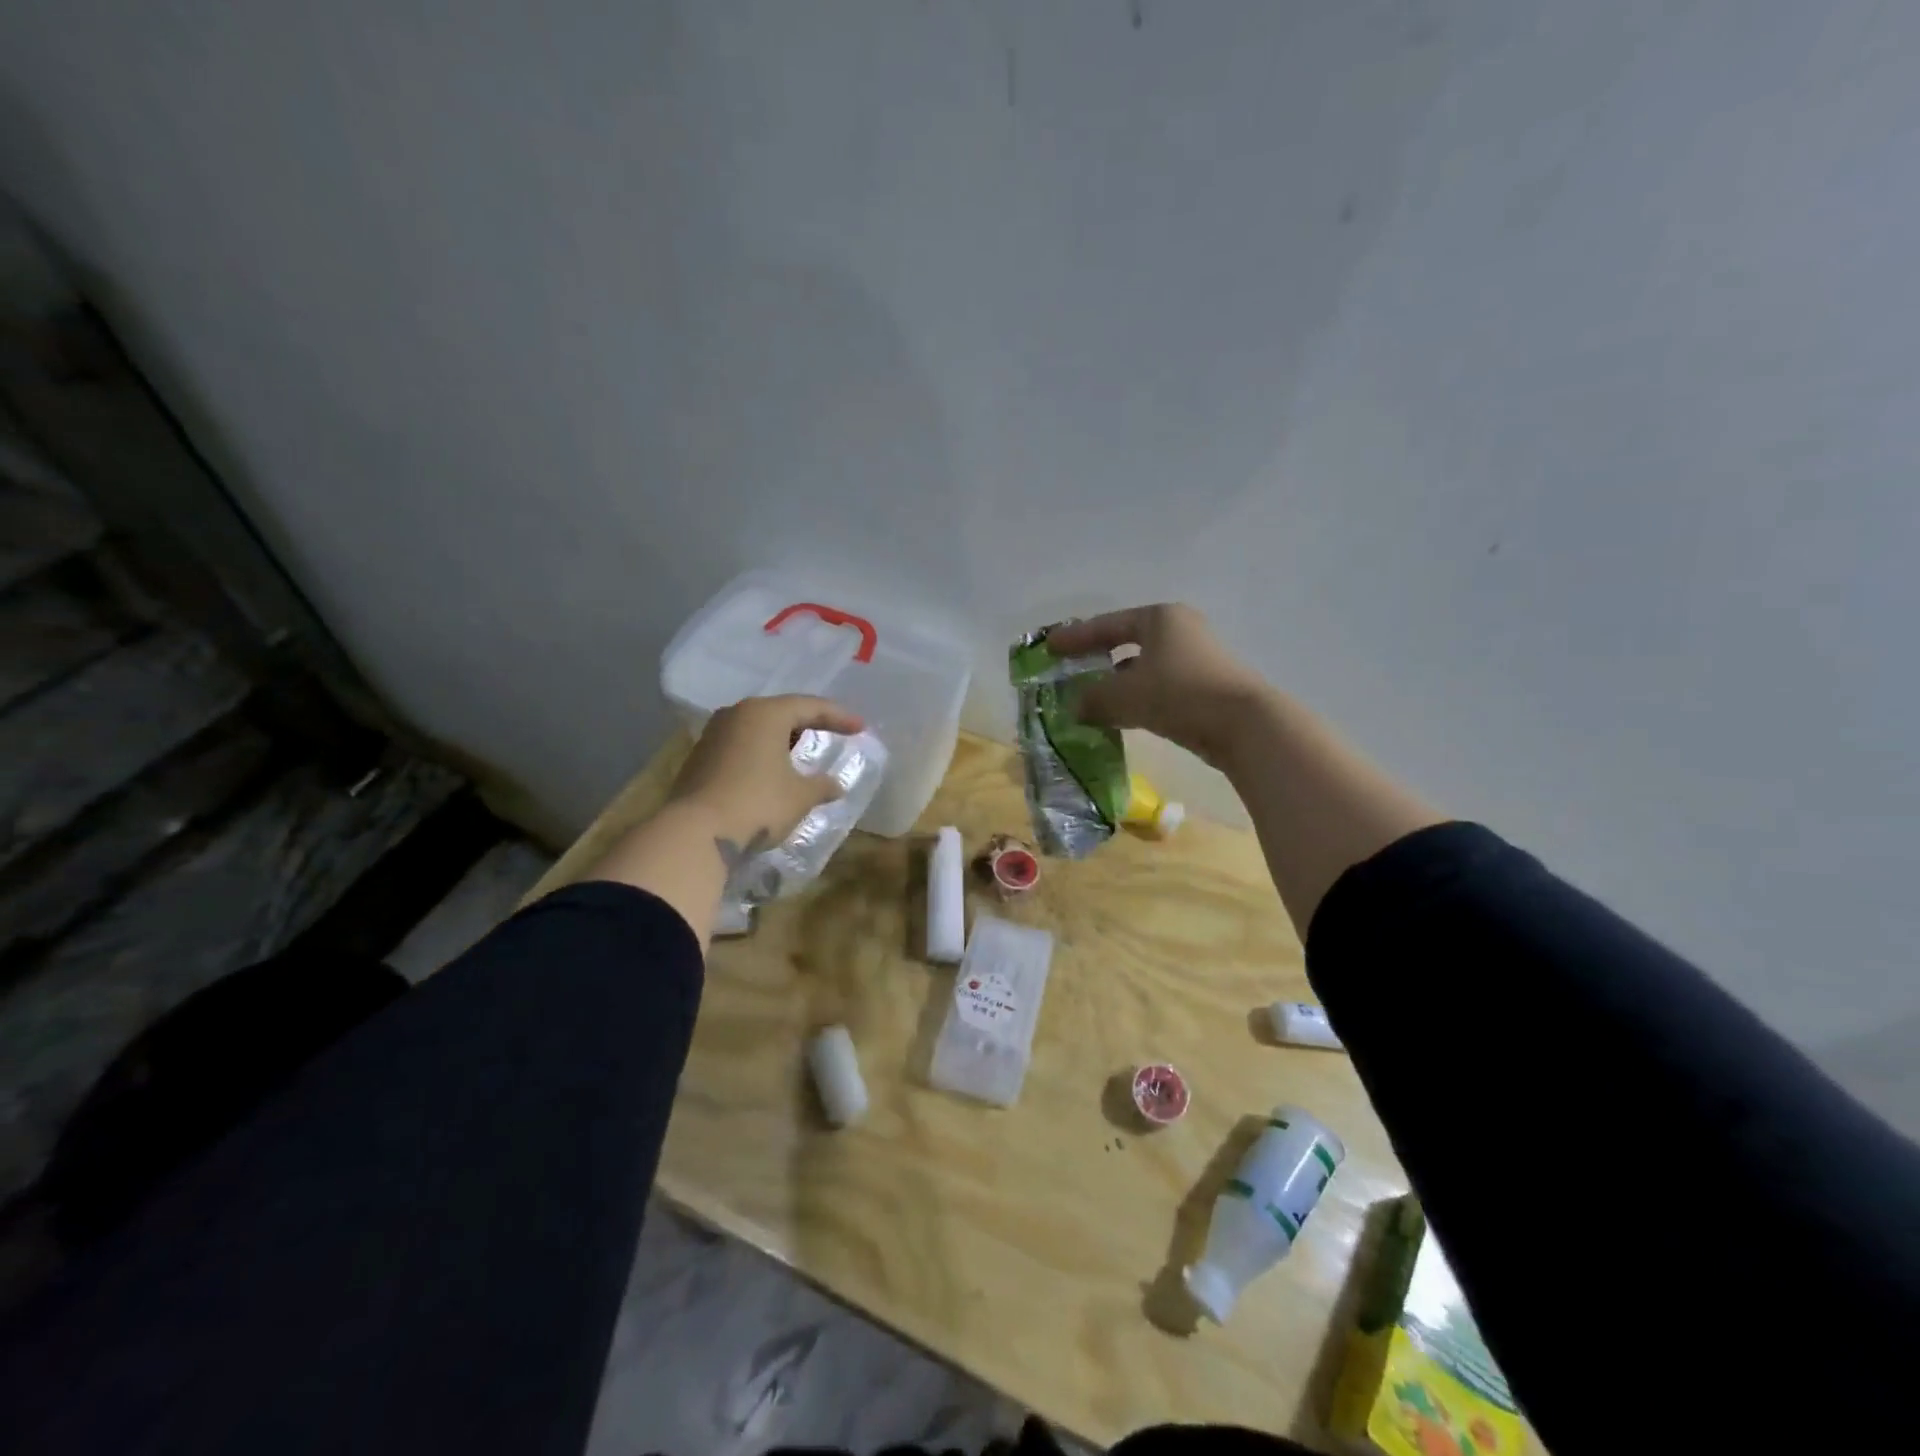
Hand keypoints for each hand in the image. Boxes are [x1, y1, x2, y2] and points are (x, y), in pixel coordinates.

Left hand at [665, 694, 865, 851]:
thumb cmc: (758, 804)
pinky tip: (772, 771)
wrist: (696, 834)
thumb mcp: (800, 796)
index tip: (860, 728)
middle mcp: (737, 715)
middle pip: (781, 712)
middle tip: (831, 733)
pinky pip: (741, 745)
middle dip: (808, 723)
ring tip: (802, 753)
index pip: (810, 706)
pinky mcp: (700, 758)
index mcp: (765, 713)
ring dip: (782, 739)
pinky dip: (762, 753)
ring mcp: (714, 735)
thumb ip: (821, 786)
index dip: (839, 717)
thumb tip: (836, 786)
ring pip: (758, 728)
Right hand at [1045, 604, 1272, 770]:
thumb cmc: (1178, 694)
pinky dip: (1137, 697)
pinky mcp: (1206, 686)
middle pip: (1127, 642)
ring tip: (1091, 698)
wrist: (1244, 725)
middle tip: (1070, 670)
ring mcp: (1197, 658)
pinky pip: (1160, 686)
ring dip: (1116, 682)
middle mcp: (1179, 630)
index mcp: (1159, 618)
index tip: (1050, 647)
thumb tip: (1074, 707)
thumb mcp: (1124, 695)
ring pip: (1144, 667)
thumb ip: (1092, 699)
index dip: (1076, 637)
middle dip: (1097, 658)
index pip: (1107, 625)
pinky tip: (1122, 715)